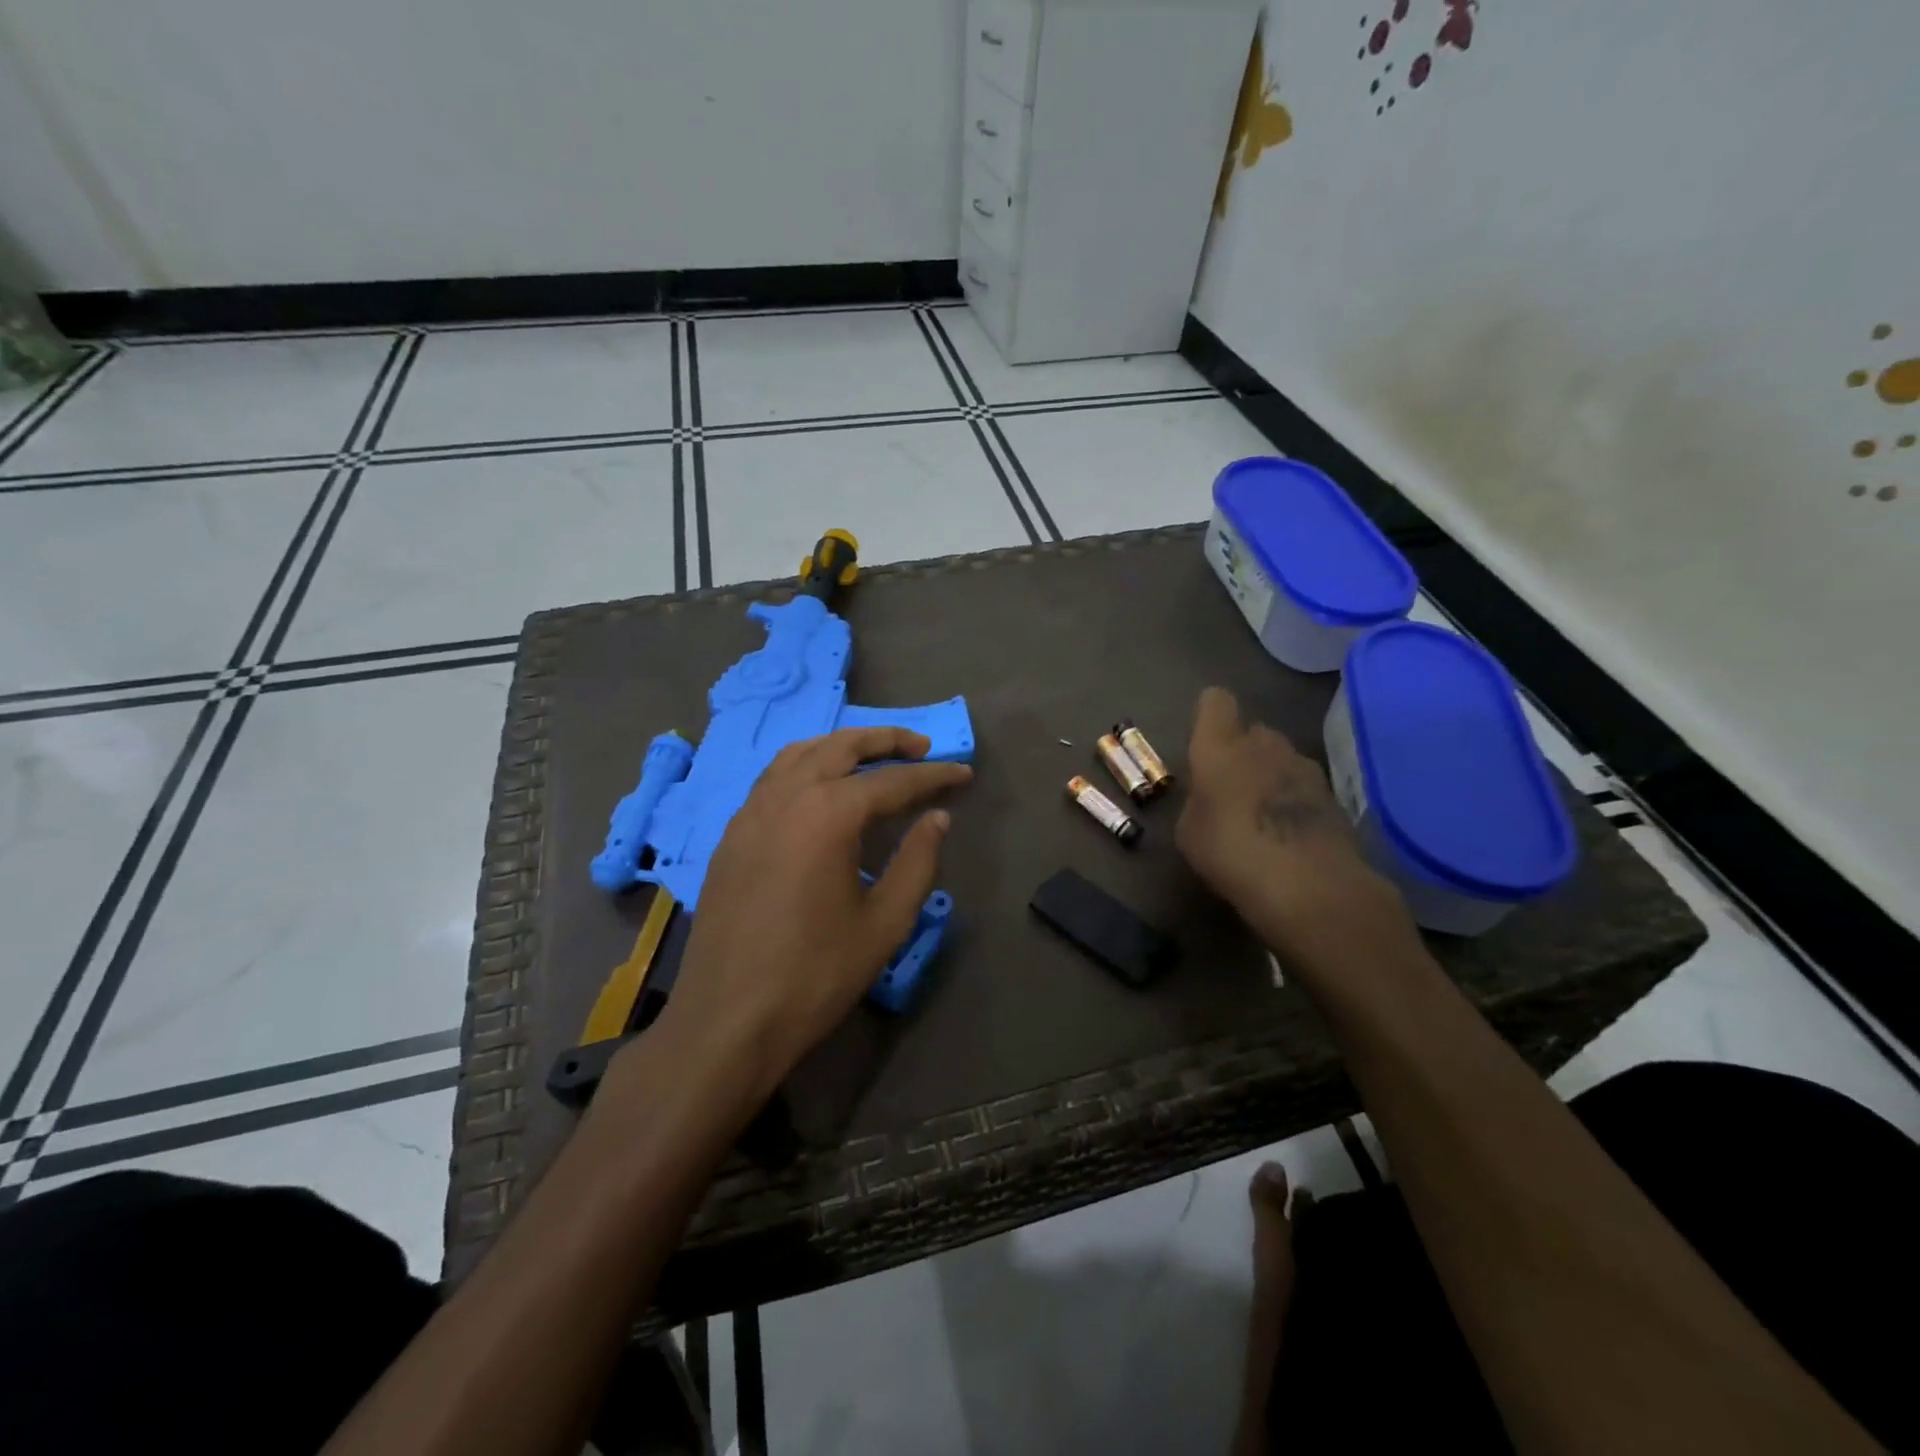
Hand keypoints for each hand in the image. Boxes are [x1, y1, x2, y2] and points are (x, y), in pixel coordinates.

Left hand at [648, 727, 971, 1103]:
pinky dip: (805, 767)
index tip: (964, 774)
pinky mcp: (732, 836)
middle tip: (921, 747)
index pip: (892, 781)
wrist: (728, 1020)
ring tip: (872, 756)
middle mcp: (786, 798)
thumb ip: (917, 861)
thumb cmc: (815, 975)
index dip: (933, 776)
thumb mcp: (884, 922)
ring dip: (841, 746)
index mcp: (827, 815)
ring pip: (800, 755)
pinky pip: (772, 780)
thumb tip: (937, 818)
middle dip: (886, 740)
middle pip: (841, 747)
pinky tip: (819, 790)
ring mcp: (751, 813)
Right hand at [1177, 687, 1412, 964]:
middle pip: (1253, 731)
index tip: (1203, 740)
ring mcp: (1305, 769)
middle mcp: (1265, 745)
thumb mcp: (1189, 833)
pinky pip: (1304, 789)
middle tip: (1230, 787)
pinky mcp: (1334, 797)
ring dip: (1271, 777)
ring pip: (1282, 759)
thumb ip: (1198, 803)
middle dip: (1243, 751)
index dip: (1209, 715)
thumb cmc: (1231, 853)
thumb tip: (1210, 798)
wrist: (1310, 886)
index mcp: (1221, 747)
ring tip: (1261, 816)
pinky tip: (1288, 836)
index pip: (1216, 703)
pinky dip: (1295, 803)